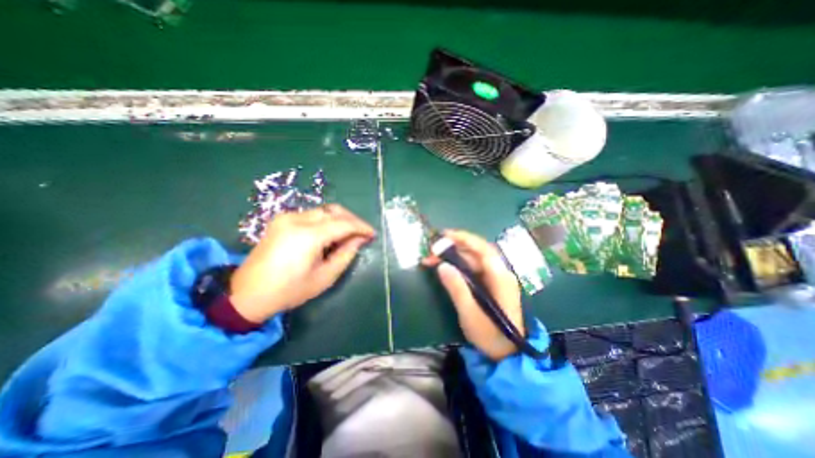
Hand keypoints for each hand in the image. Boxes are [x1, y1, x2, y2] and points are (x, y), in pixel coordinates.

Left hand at [228, 205, 375, 322]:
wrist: (247, 294)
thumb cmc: (289, 290)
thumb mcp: (324, 277)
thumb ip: (346, 254)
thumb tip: (359, 239)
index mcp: (308, 235)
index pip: (344, 223)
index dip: (361, 227)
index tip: (372, 234)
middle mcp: (297, 219)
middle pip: (334, 210)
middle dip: (352, 220)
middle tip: (362, 233)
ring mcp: (287, 217)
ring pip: (323, 210)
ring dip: (340, 219)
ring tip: (348, 235)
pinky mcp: (281, 219)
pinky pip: (312, 215)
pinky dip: (326, 221)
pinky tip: (329, 234)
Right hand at [423, 230, 524, 362]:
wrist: (508, 354)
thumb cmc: (490, 335)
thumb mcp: (470, 313)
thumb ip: (457, 288)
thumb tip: (442, 265)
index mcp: (500, 277)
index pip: (482, 249)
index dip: (464, 238)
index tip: (444, 235)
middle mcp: (500, 272)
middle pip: (476, 252)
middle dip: (453, 247)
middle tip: (432, 250)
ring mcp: (496, 278)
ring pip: (473, 259)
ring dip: (453, 256)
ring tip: (433, 258)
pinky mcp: (490, 284)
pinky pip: (473, 268)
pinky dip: (458, 265)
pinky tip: (446, 267)